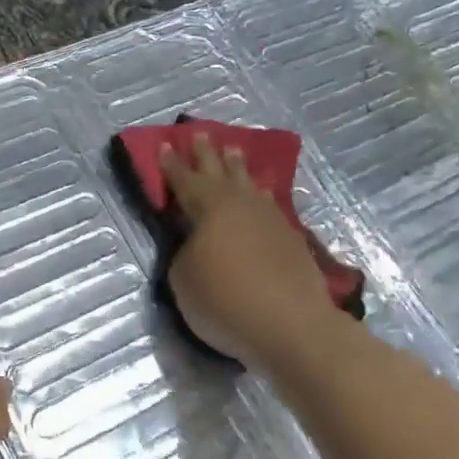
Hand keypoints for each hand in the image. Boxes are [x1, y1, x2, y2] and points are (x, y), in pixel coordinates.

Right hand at [160, 133, 339, 367]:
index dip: (172, 164)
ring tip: (234, 151)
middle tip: (201, 133)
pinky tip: (262, 194)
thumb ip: (184, 253)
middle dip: (207, 153)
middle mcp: (240, 204)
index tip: (166, 144)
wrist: (291, 325)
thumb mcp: (183, 279)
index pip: (184, 180)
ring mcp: (270, 219)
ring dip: (238, 167)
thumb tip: (196, 244)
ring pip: (249, 183)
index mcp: (208, 208)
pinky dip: (260, 194)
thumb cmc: (225, 301)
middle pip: (220, 172)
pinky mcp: (291, 238)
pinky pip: (269, 204)